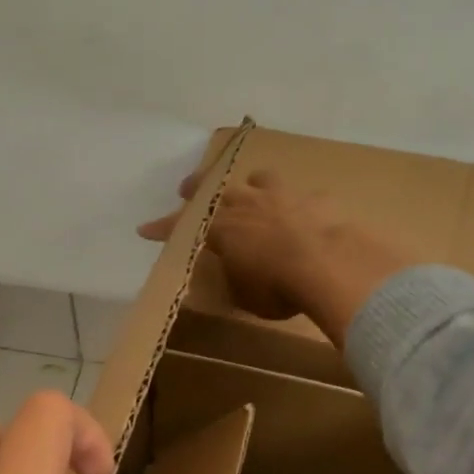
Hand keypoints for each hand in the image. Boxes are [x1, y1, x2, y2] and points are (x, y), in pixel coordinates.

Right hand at [139, 167, 414, 346]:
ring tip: (252, 186)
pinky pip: (306, 198)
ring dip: (252, 184)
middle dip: (198, 189)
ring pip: (261, 179)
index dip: (163, 228)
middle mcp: (248, 205)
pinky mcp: (317, 201)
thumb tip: (238, 274)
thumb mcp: (246, 294)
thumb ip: (237, 277)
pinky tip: (309, 213)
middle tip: (187, 187)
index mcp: (223, 229)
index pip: (184, 226)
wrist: (329, 265)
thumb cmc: (277, 287)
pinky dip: (302, 205)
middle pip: (216, 190)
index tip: (145, 229)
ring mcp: (283, 197)